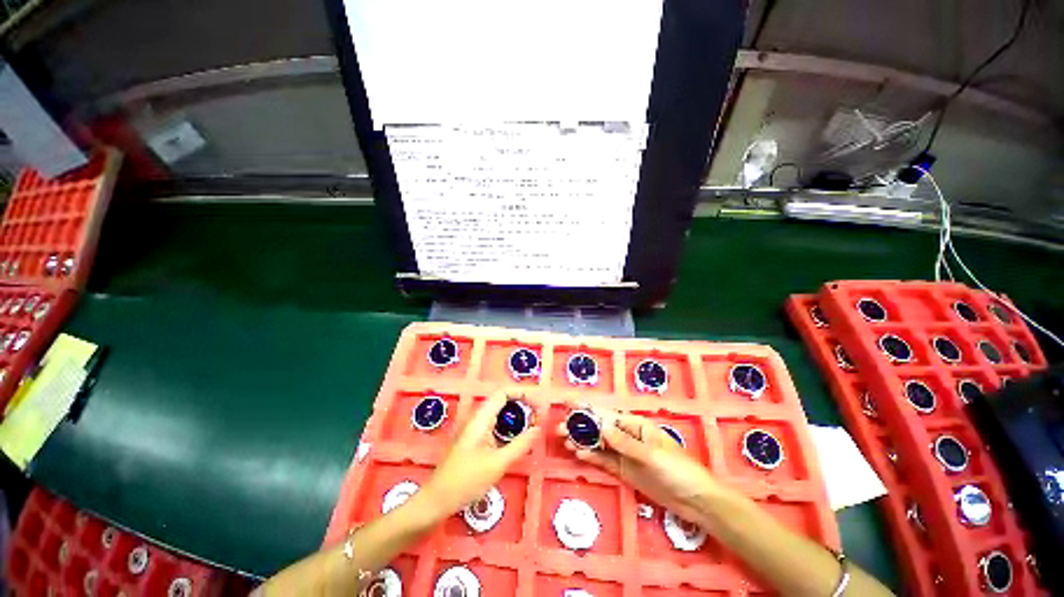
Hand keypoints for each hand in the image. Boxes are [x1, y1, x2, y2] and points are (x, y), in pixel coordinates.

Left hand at [421, 390, 541, 519]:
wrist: (436, 501)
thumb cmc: (466, 481)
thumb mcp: (497, 463)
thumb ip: (520, 444)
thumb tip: (538, 428)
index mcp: (481, 418)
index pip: (503, 393)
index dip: (521, 393)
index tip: (538, 403)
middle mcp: (478, 419)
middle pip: (502, 401)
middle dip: (522, 405)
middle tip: (539, 416)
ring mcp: (475, 430)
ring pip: (499, 415)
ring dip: (516, 417)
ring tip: (533, 426)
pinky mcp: (475, 441)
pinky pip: (495, 427)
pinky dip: (509, 428)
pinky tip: (518, 440)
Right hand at [561, 410, 723, 525]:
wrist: (695, 500)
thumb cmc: (678, 470)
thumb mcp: (652, 456)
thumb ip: (625, 443)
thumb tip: (602, 427)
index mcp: (635, 425)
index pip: (607, 414)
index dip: (587, 408)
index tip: (569, 403)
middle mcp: (627, 436)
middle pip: (599, 428)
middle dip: (580, 426)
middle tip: (559, 428)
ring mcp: (624, 454)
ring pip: (598, 444)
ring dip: (582, 441)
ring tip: (564, 441)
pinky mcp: (624, 470)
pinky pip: (604, 461)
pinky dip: (591, 457)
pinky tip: (578, 455)